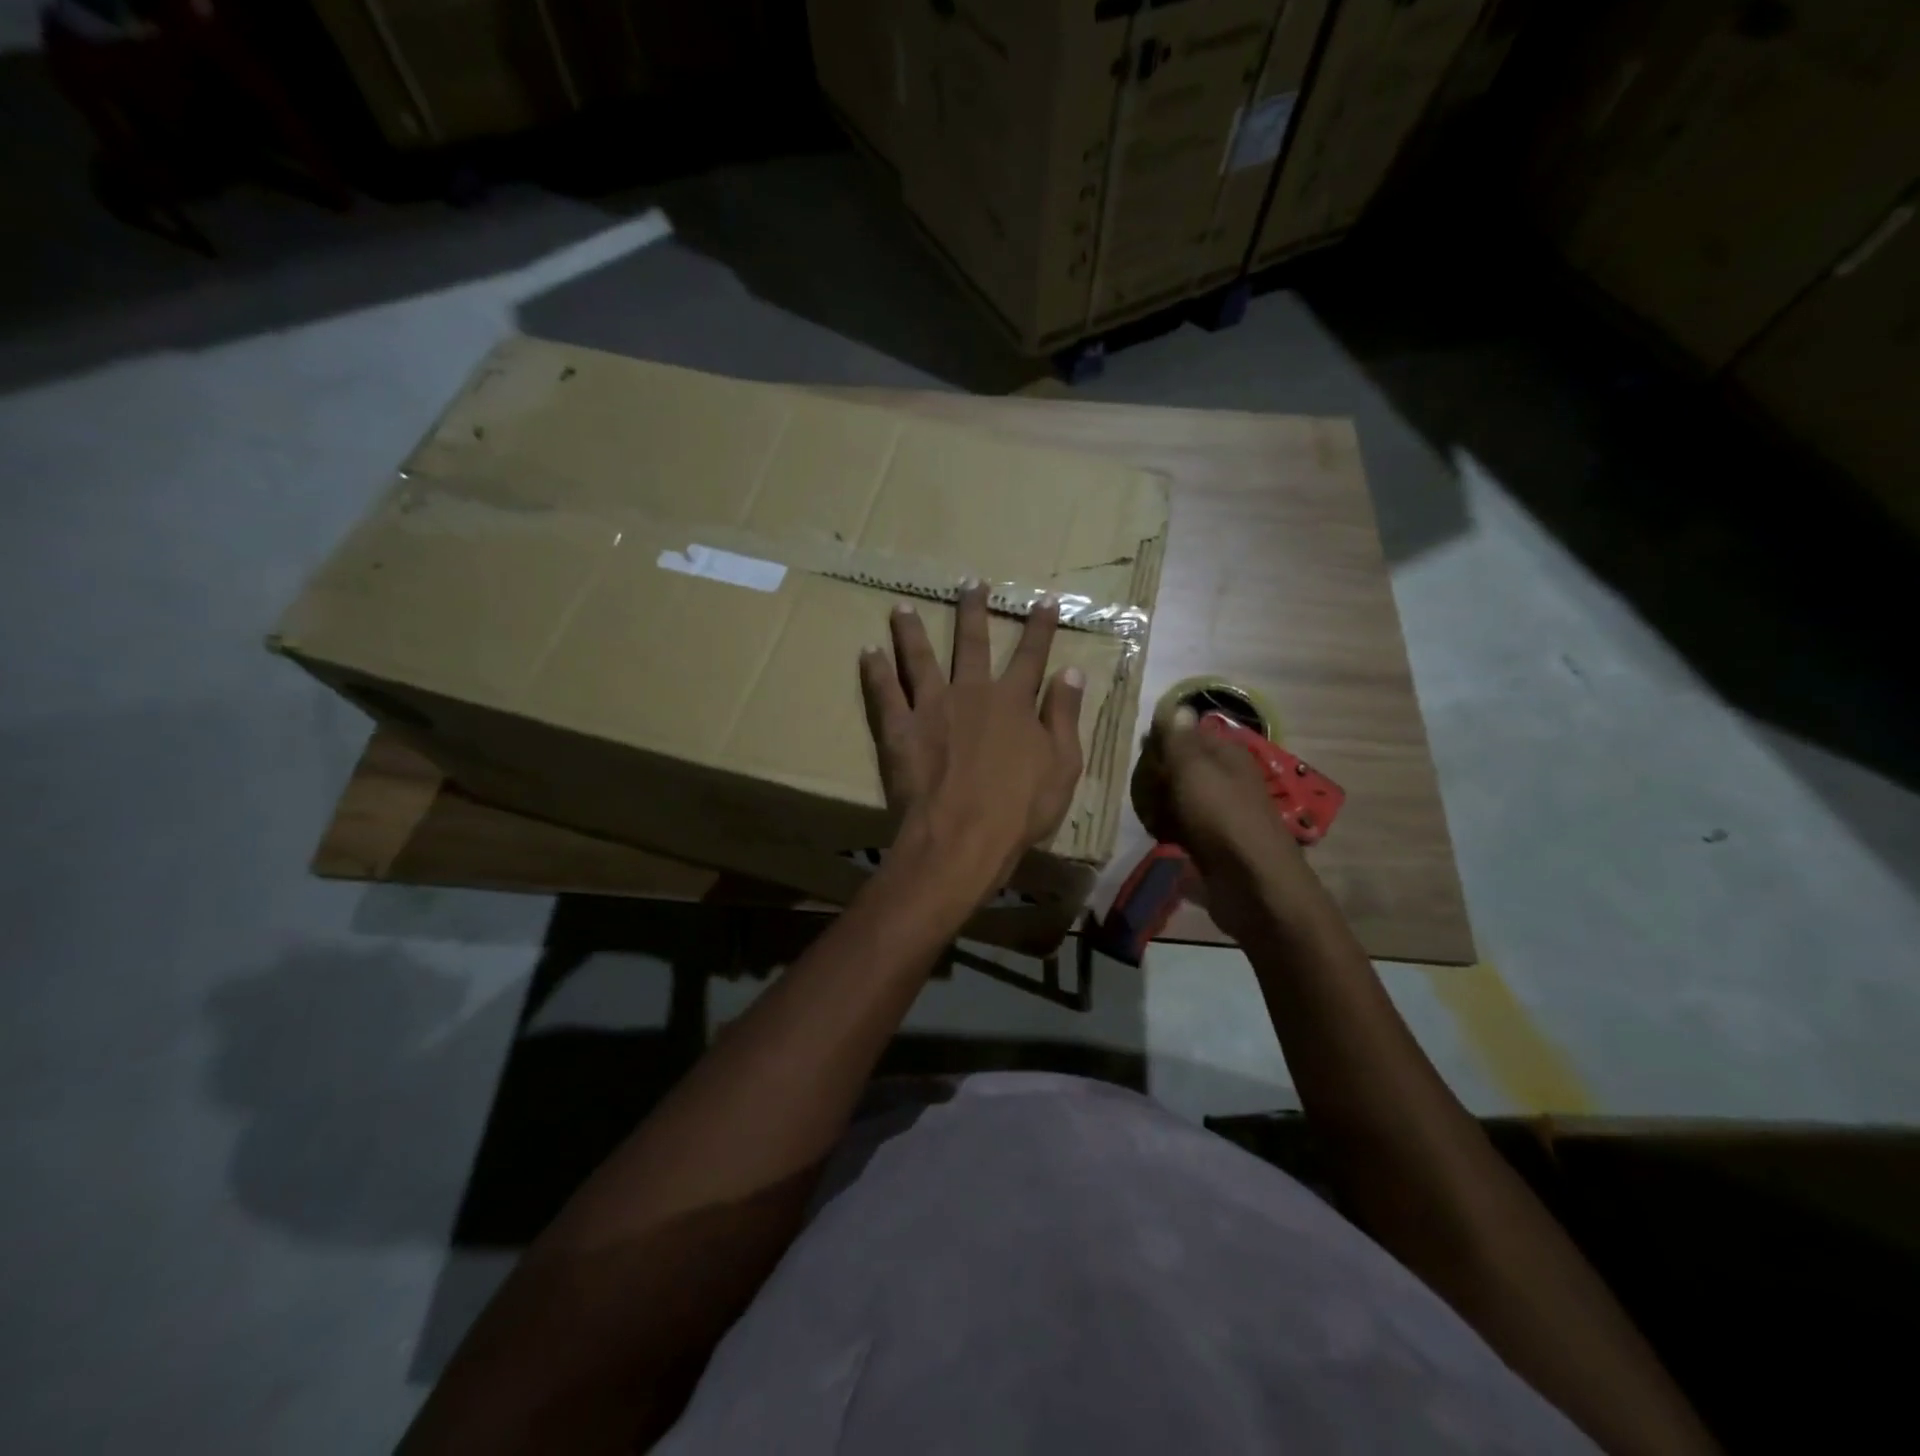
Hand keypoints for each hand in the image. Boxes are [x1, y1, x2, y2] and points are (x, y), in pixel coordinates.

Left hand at [859, 582, 1085, 896]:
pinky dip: (875, 670)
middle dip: (974, 611)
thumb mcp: (1062, 765)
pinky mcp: (900, 729)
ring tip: (901, 607)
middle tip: (970, 582)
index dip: (1041, 627)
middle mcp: (972, 693)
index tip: (1045, 599)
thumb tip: (1071, 672)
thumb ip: (1064, 716)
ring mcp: (932, 707)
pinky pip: (884, 693)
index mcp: (1013, 702)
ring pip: (920, 658)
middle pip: (973, 643)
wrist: (963, 837)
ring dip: (912, 630)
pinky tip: (867, 651)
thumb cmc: (1020, 808)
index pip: (1032, 656)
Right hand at [1132, 707, 1298, 868]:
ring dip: (1160, 805)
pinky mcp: (1214, 845)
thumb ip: (1180, 740)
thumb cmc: (1221, 816)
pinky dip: (1168, 831)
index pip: (1191, 733)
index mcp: (1228, 755)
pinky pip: (1183, 829)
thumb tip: (1177, 706)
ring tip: (1143, 812)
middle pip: (1184, 767)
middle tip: (1139, 786)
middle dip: (1158, 775)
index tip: (1140, 750)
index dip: (1164, 739)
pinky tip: (1156, 836)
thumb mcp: (1193, 769)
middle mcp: (1228, 780)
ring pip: (1181, 799)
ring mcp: (1221, 813)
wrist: (1253, 883)